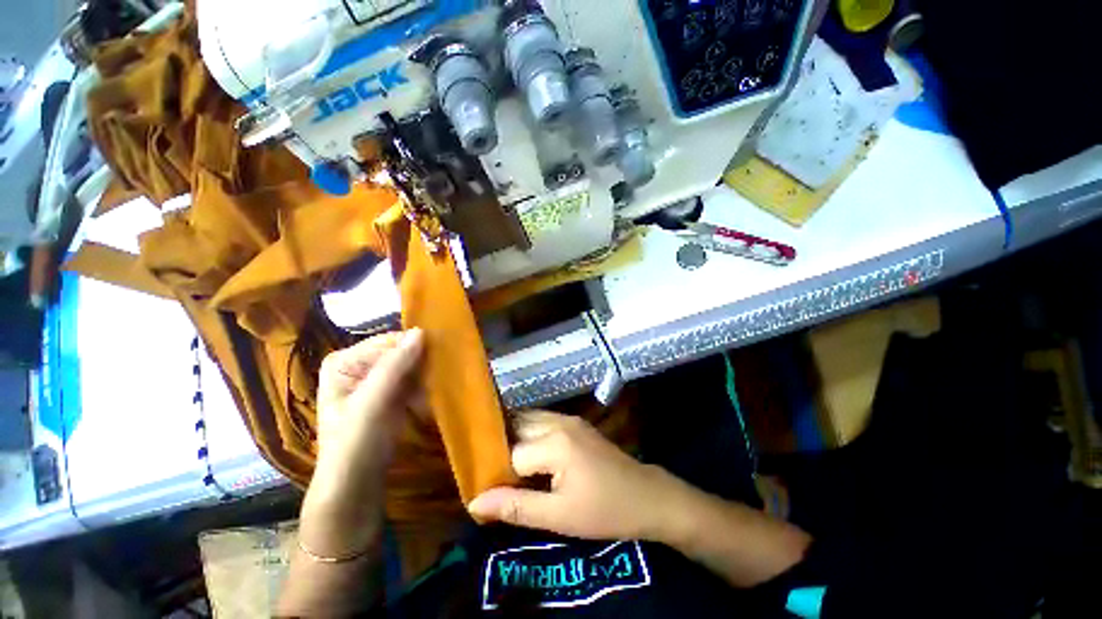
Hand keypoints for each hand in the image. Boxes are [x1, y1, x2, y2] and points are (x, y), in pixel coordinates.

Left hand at [302, 329, 425, 556]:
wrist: (355, 485)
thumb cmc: (354, 443)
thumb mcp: (371, 403)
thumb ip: (394, 366)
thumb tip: (421, 331)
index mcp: (345, 361)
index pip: (389, 342)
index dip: (415, 347)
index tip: (442, 355)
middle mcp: (361, 365)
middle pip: (402, 352)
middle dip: (424, 360)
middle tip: (447, 368)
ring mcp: (378, 379)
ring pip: (412, 365)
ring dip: (429, 373)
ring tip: (446, 380)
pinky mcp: (393, 393)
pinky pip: (416, 379)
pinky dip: (428, 385)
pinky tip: (437, 392)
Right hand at [467, 411, 689, 541]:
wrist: (646, 497)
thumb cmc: (604, 511)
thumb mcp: (558, 517)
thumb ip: (515, 507)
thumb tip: (474, 503)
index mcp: (554, 443)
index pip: (511, 454)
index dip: (498, 474)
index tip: (489, 493)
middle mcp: (558, 421)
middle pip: (516, 427)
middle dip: (502, 449)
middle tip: (493, 476)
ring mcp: (569, 419)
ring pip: (528, 420)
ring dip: (514, 439)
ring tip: (506, 466)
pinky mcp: (575, 422)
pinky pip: (542, 421)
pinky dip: (529, 434)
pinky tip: (529, 455)